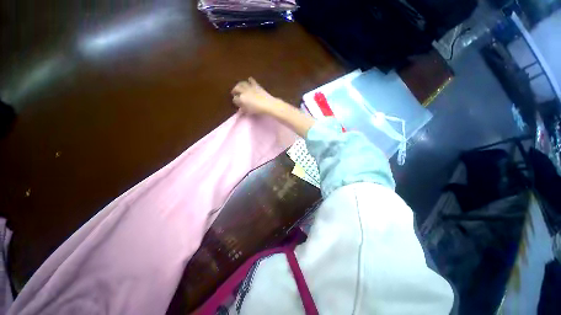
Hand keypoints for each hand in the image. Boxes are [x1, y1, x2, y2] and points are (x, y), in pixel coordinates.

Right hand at [231, 77, 278, 114]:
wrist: (268, 104)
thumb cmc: (258, 110)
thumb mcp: (249, 111)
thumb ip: (244, 109)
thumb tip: (241, 109)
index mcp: (241, 99)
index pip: (235, 99)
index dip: (235, 101)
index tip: (237, 103)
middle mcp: (243, 91)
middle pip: (236, 89)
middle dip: (234, 90)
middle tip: (234, 92)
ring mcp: (250, 87)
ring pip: (242, 83)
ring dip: (239, 85)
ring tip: (239, 86)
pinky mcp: (256, 85)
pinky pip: (251, 81)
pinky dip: (250, 80)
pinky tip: (249, 80)